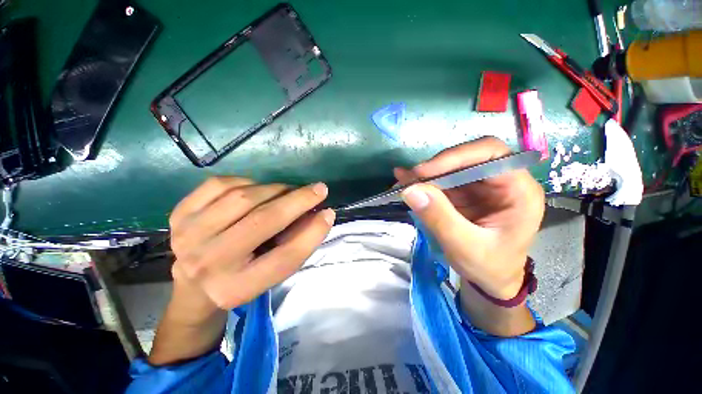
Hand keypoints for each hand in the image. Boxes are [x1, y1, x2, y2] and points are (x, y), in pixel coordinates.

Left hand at [169, 177, 334, 317]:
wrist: (194, 286)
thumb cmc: (243, 278)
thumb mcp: (273, 272)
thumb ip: (298, 244)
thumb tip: (322, 214)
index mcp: (237, 287)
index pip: (285, 257)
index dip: (313, 232)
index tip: (329, 212)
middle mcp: (208, 264)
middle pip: (263, 220)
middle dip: (298, 199)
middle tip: (318, 189)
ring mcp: (187, 236)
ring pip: (243, 197)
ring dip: (274, 189)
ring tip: (285, 192)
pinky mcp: (178, 215)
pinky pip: (220, 184)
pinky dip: (246, 182)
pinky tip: (254, 190)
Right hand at [394, 137, 543, 299]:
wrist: (490, 279)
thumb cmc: (489, 267)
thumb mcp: (465, 247)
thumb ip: (439, 218)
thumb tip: (410, 190)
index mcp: (519, 190)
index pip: (491, 153)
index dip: (456, 156)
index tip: (424, 172)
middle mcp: (502, 181)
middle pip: (468, 157)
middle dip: (436, 166)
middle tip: (410, 179)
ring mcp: (482, 186)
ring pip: (452, 166)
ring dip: (425, 174)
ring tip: (403, 182)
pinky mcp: (465, 192)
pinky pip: (442, 179)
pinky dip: (423, 181)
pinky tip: (405, 180)